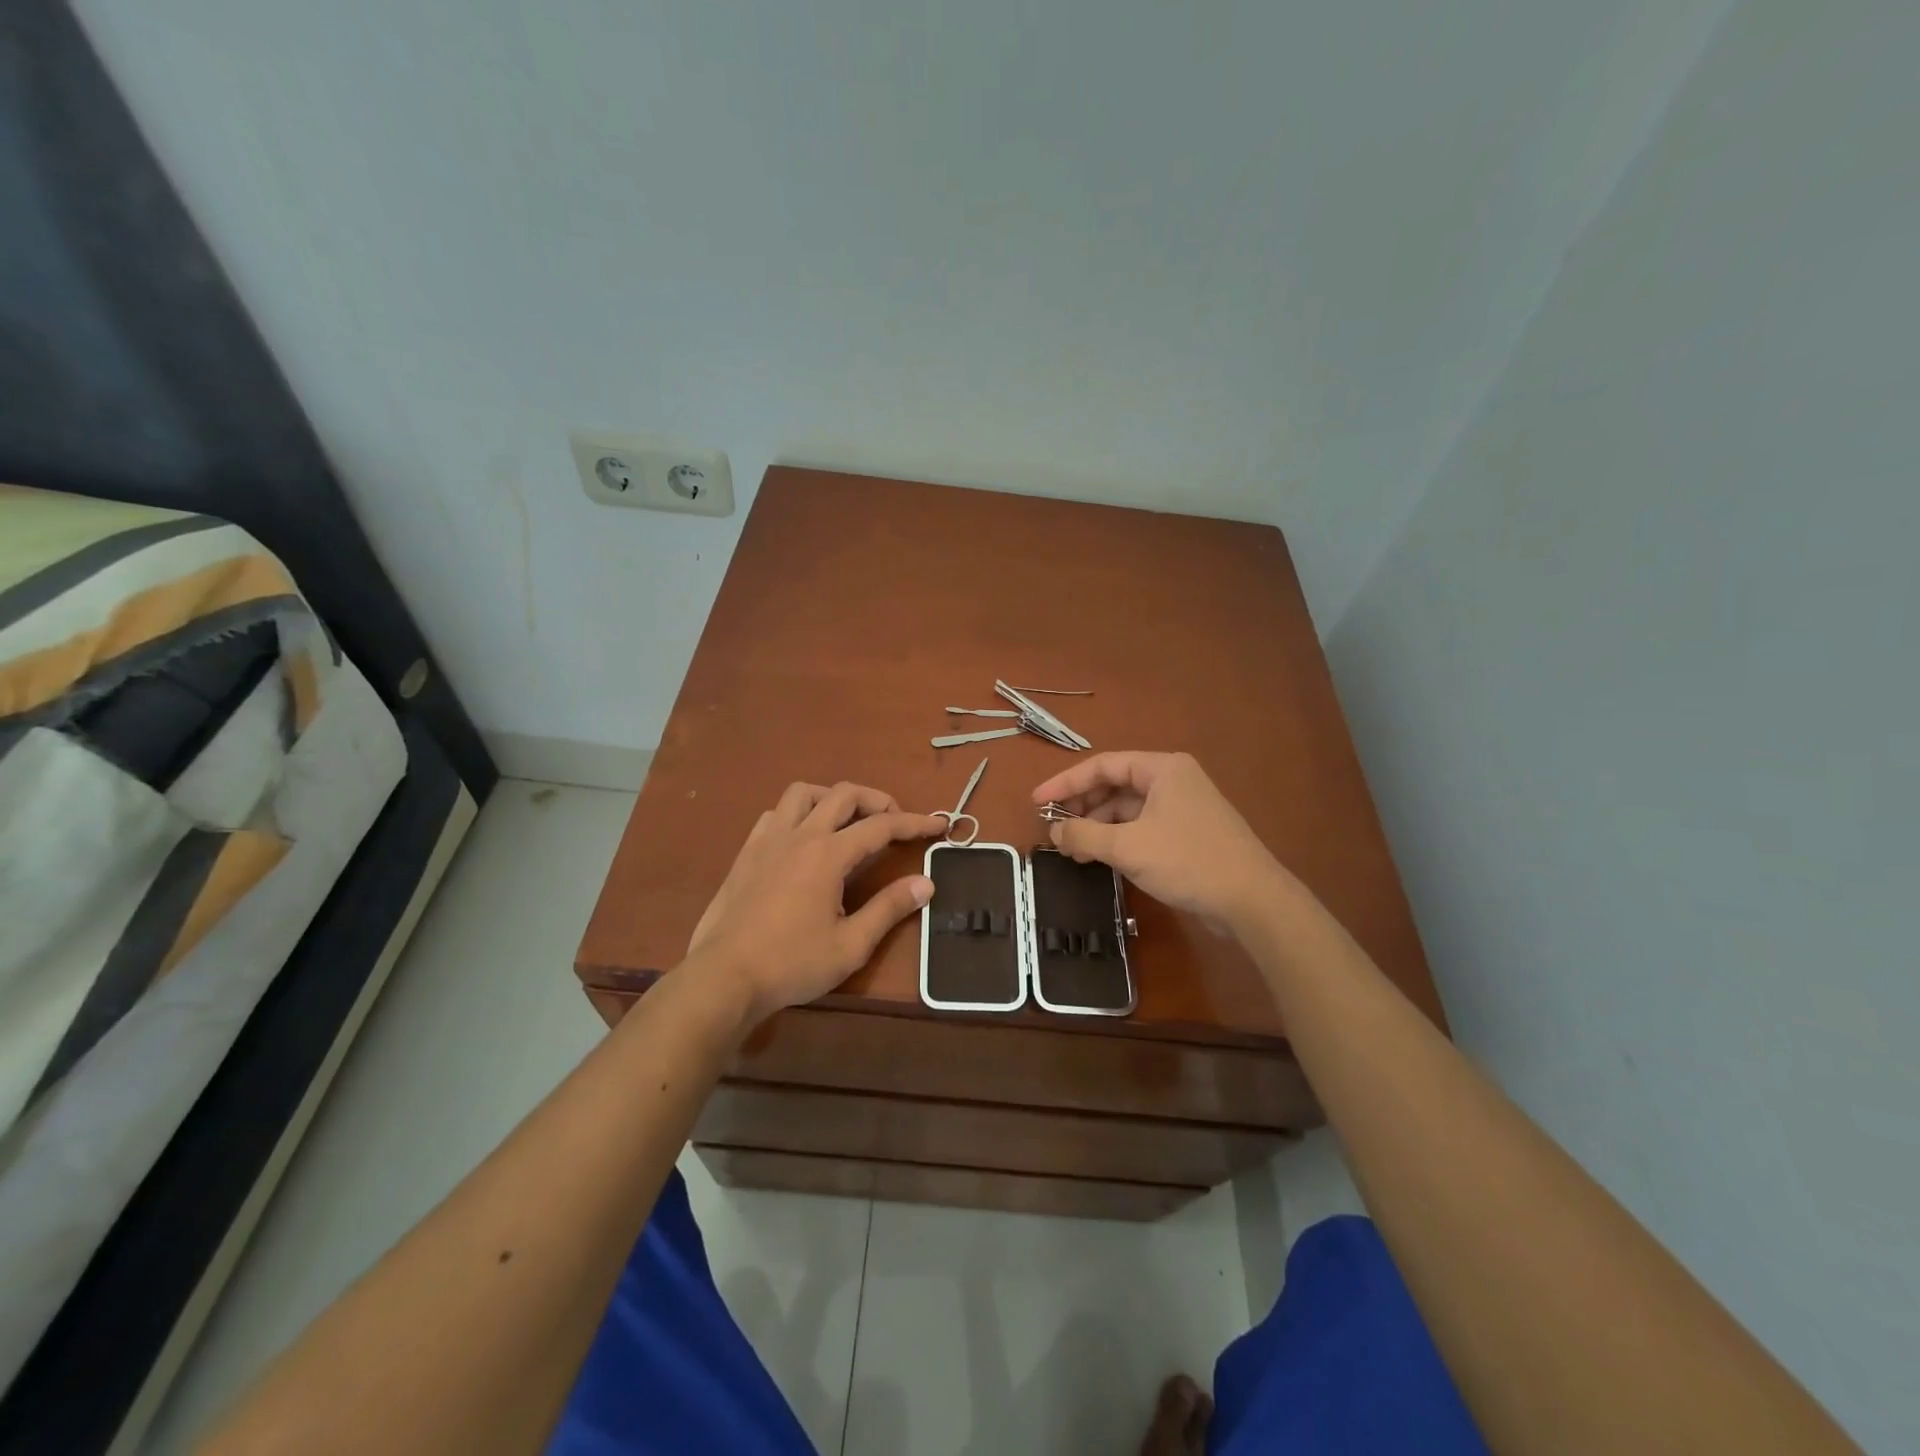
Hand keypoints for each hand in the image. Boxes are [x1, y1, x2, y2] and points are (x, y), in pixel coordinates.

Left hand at [687, 781, 942, 1025]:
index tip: (939, 824)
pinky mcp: (747, 853)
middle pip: (844, 795)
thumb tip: (926, 883)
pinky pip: (776, 814)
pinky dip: (799, 813)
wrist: (723, 977)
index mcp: (828, 854)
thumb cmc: (792, 963)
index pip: (881, 826)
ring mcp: (768, 840)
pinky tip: (803, 838)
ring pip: (804, 794)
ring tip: (848, 820)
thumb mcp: (851, 944)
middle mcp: (800, 835)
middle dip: (878, 800)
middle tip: (896, 821)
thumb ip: (889, 908)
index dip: (915, 822)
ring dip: (833, 798)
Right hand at [1031, 752, 1283, 932]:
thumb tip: (1054, 831)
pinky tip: (1100, 859)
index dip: (1065, 783)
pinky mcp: (1187, 834)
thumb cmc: (1188, 861)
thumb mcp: (1128, 847)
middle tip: (1055, 832)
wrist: (1252, 900)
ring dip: (1098, 828)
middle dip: (1082, 808)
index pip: (1102, 766)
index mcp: (1162, 769)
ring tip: (1073, 853)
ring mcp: (1182, 808)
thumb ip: (1084, 835)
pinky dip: (1117, 840)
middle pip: (1114, 786)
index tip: (1037, 802)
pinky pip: (1141, 828)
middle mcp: (1172, 780)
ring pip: (1127, 810)